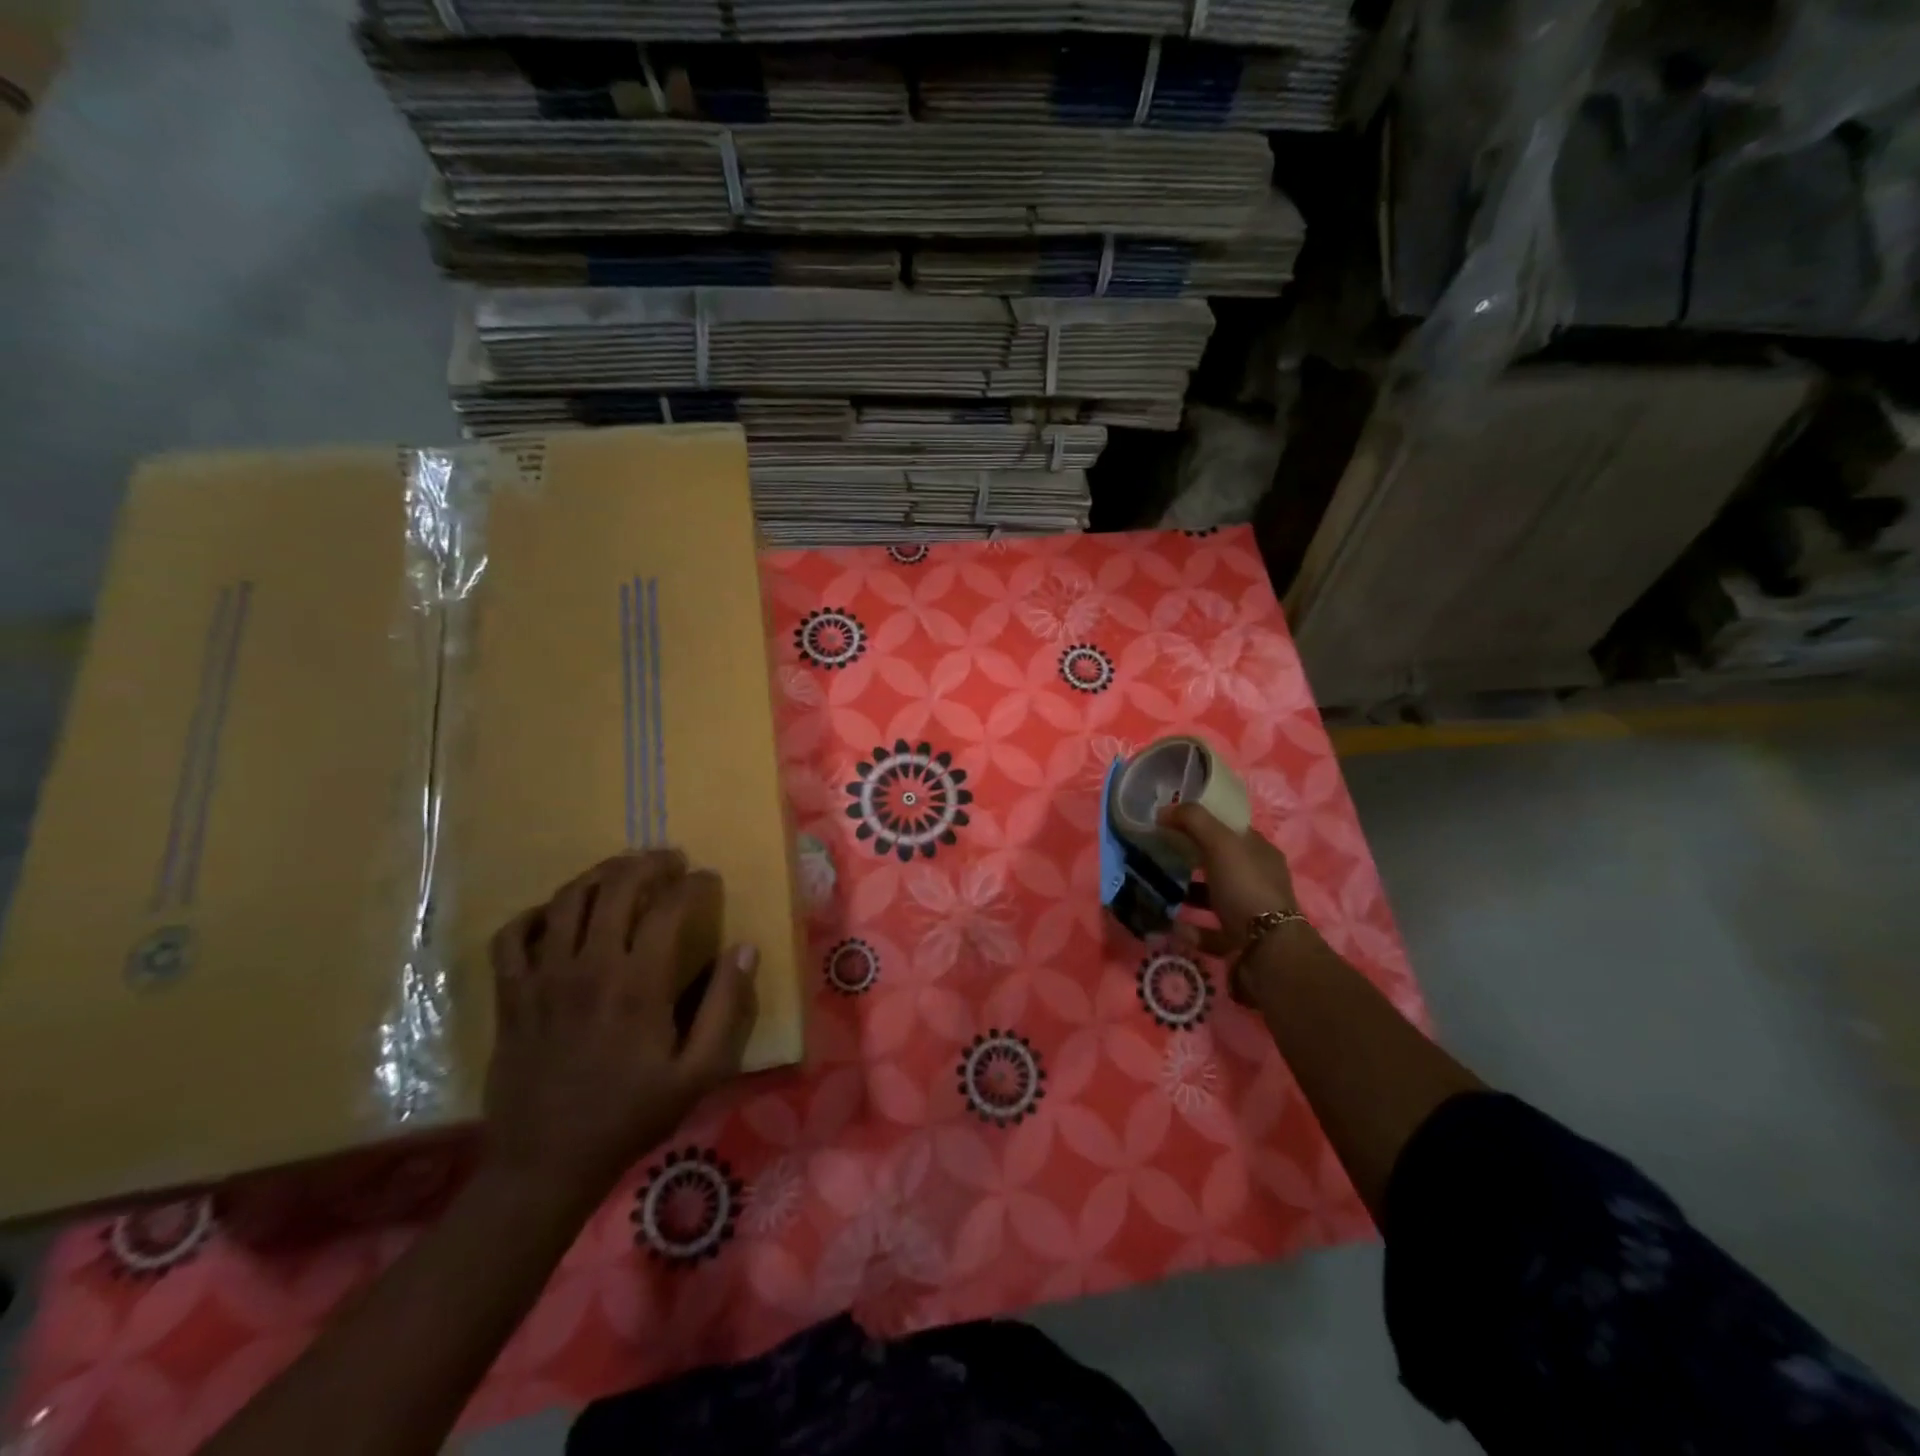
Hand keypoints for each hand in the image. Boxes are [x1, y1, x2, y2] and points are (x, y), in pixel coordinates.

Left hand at [481, 851, 757, 1208]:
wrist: (545, 1165)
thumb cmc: (630, 1116)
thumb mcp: (698, 1073)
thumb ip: (726, 1008)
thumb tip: (745, 950)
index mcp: (639, 984)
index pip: (668, 907)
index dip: (693, 884)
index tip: (707, 880)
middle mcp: (588, 967)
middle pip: (616, 886)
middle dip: (648, 863)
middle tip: (669, 860)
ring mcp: (542, 978)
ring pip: (567, 899)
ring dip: (599, 874)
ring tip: (622, 871)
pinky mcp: (511, 995)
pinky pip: (512, 935)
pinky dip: (535, 913)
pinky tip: (556, 914)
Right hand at [1158, 801, 1301, 957]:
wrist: (1267, 952)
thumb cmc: (1246, 888)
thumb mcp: (1220, 843)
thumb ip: (1192, 821)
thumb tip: (1163, 811)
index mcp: (1261, 853)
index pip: (1231, 830)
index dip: (1204, 822)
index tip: (1172, 822)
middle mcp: (1258, 881)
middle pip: (1221, 864)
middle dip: (1192, 858)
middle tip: (1160, 854)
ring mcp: (1250, 913)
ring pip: (1214, 897)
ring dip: (1188, 894)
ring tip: (1159, 890)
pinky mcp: (1238, 942)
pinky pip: (1208, 931)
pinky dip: (1189, 929)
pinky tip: (1169, 925)